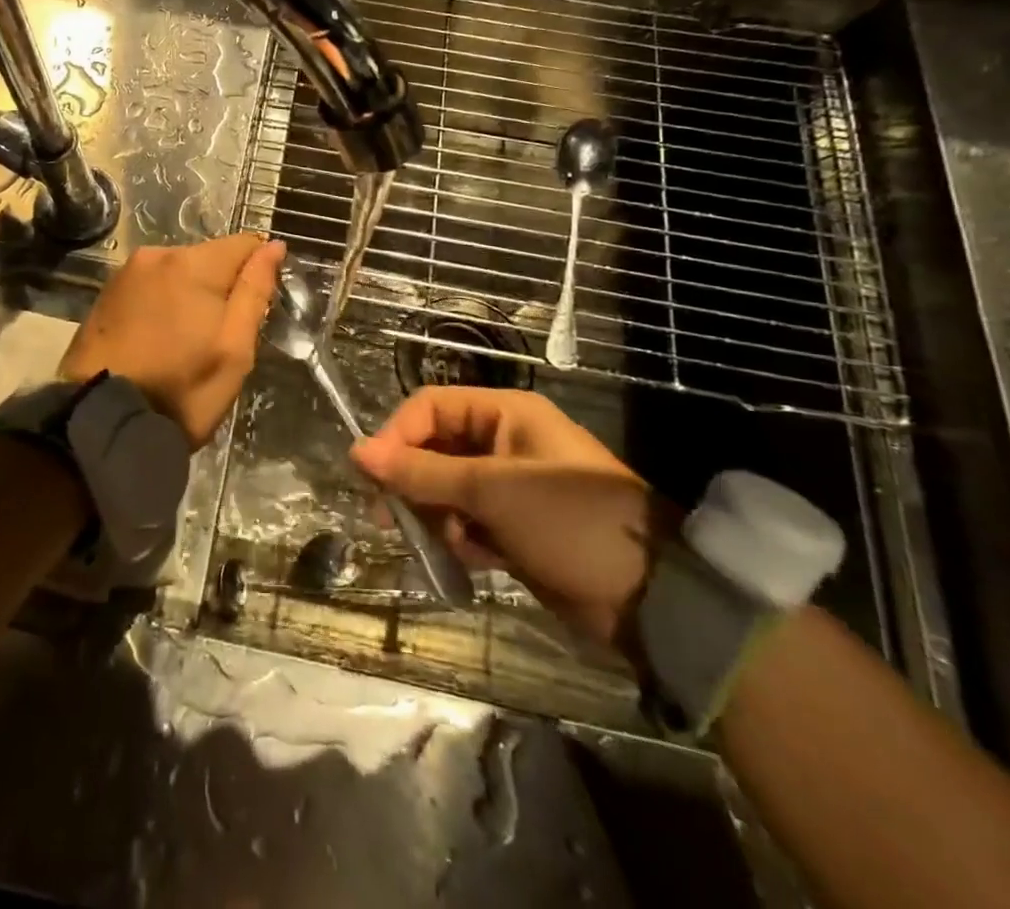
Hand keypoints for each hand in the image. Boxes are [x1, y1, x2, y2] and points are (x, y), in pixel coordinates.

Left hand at [59, 235, 284, 448]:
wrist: (100, 421)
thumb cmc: (180, 390)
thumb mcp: (234, 348)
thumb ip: (254, 291)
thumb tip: (272, 246)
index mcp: (192, 264)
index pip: (244, 243)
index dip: (258, 270)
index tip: (255, 309)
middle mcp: (156, 255)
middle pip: (209, 257)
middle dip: (221, 287)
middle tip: (219, 338)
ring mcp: (126, 273)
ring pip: (178, 272)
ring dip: (190, 295)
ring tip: (186, 342)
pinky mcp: (106, 293)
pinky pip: (150, 286)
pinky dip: (162, 303)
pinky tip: (158, 339)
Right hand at [351, 387, 672, 650]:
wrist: (653, 600)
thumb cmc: (569, 522)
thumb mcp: (491, 490)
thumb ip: (421, 472)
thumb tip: (356, 451)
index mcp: (504, 414)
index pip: (430, 407)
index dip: (397, 435)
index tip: (374, 477)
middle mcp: (504, 442)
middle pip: (434, 448)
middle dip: (411, 481)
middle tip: (388, 519)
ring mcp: (511, 486)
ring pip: (446, 488)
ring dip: (435, 514)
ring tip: (440, 544)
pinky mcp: (516, 526)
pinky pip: (467, 522)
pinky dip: (460, 539)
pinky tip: (472, 560)